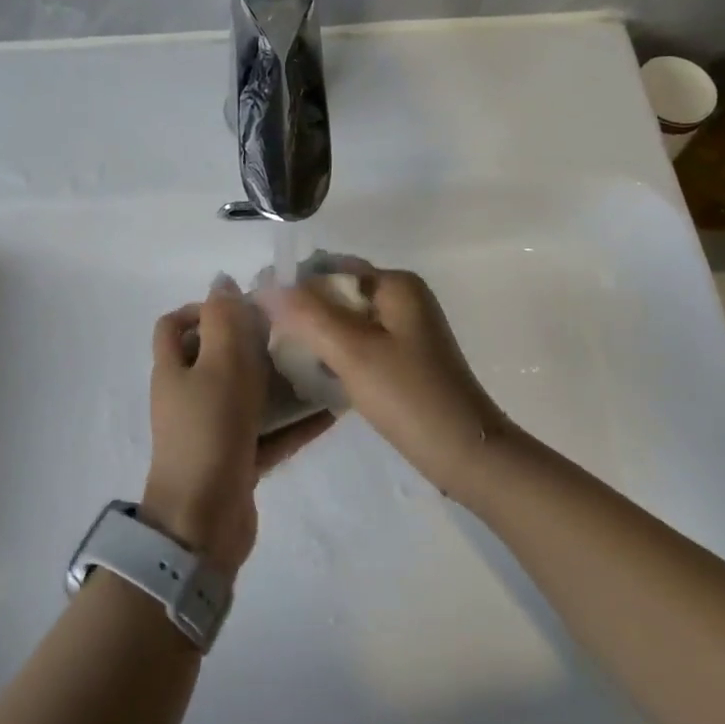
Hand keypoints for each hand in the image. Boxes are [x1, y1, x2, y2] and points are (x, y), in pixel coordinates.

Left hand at [142, 291, 331, 575]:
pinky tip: (331, 413)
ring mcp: (212, 431)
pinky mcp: (236, 461)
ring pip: (248, 395)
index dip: (202, 308)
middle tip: (294, 335)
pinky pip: (268, 433)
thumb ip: (224, 319)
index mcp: (174, 369)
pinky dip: (294, 423)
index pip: (176, 324)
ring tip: (321, 368)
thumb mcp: (219, 363)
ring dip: (281, 382)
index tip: (245, 307)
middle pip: (218, 357)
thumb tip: (222, 281)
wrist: (201, 523)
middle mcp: (188, 396)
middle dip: (254, 343)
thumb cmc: (208, 431)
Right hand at [262, 267, 506, 497]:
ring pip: (344, 321)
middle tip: (266, 339)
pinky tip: (312, 374)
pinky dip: (334, 353)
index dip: (293, 287)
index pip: (330, 269)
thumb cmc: (409, 396)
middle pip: (337, 294)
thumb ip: (307, 314)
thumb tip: (267, 285)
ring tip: (282, 357)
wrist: (465, 454)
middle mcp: (402, 298)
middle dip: (302, 312)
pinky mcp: (403, 358)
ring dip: (315, 335)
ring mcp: (404, 329)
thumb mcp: (352, 351)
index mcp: (395, 285)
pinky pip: (357, 343)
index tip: (258, 313)